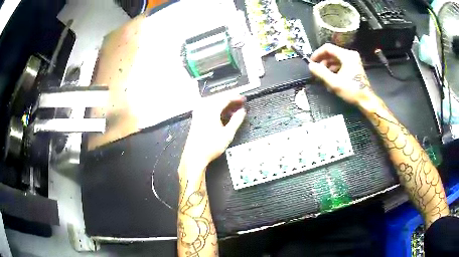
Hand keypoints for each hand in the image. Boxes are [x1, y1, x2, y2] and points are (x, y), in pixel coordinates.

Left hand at [183, 94, 245, 166]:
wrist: (195, 156)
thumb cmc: (210, 146)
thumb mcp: (228, 134)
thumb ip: (236, 120)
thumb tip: (242, 111)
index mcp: (211, 110)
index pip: (225, 98)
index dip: (236, 97)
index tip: (243, 99)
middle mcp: (203, 108)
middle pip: (218, 98)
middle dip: (230, 99)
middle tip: (240, 102)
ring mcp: (198, 113)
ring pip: (213, 102)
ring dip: (223, 103)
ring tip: (233, 108)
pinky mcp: (196, 118)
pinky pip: (208, 107)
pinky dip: (217, 108)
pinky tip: (222, 113)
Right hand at [308, 43, 375, 105]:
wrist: (366, 101)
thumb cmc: (352, 91)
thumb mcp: (334, 83)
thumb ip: (321, 73)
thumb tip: (311, 66)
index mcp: (346, 55)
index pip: (328, 48)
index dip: (317, 54)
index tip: (312, 62)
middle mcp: (350, 55)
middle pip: (332, 53)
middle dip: (323, 61)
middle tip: (317, 71)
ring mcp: (353, 60)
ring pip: (336, 58)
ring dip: (328, 66)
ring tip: (323, 76)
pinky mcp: (354, 66)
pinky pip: (341, 63)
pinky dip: (334, 69)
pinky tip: (331, 78)